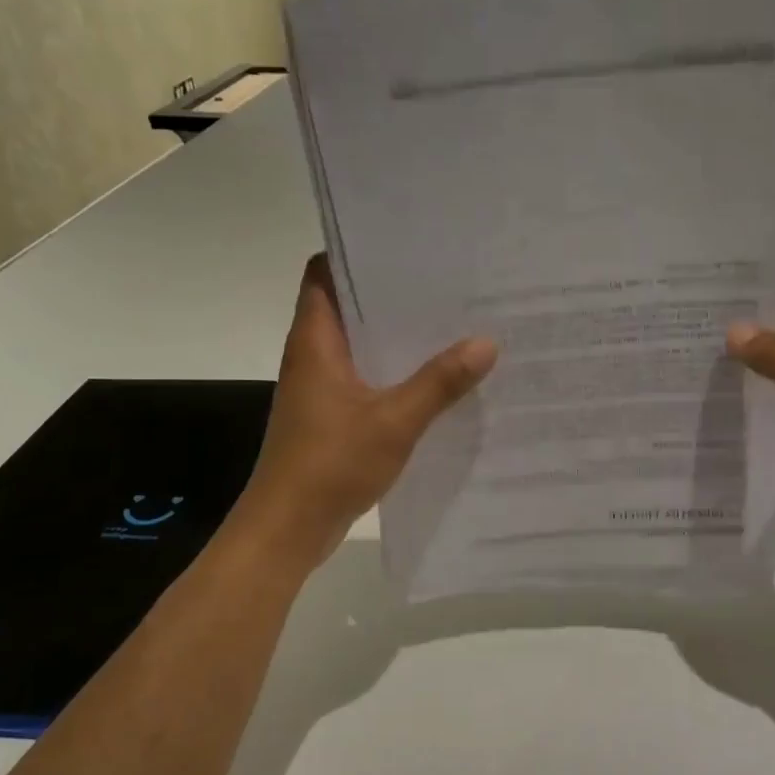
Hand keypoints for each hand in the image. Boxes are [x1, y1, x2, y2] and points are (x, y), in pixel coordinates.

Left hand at [231, 255, 496, 567]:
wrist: (287, 529)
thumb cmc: (330, 464)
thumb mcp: (394, 421)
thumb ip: (440, 382)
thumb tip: (486, 342)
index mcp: (316, 342)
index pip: (324, 274)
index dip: (356, 254)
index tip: (404, 245)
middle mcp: (313, 356)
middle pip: (349, 306)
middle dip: (392, 295)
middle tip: (447, 283)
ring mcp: (321, 388)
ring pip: (361, 345)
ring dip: (397, 337)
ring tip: (451, 323)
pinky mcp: (330, 416)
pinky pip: (366, 379)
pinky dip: (395, 373)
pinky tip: (436, 379)